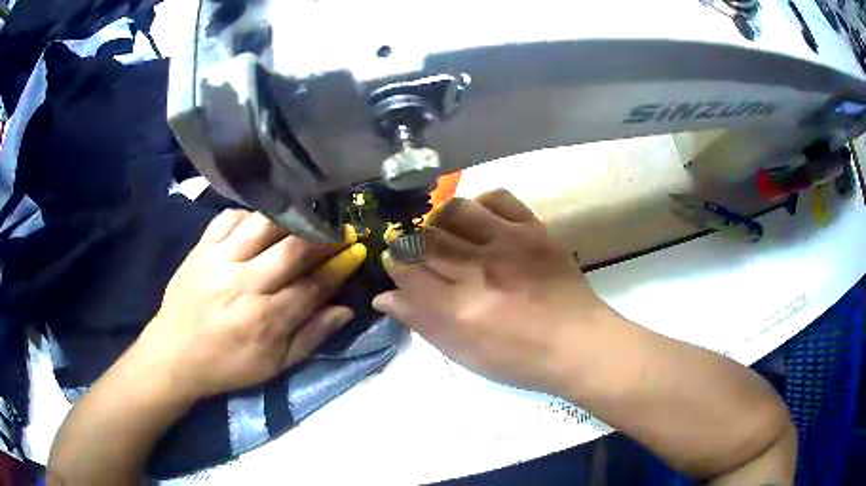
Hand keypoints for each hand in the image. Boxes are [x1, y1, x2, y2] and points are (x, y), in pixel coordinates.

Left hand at [135, 210, 366, 401]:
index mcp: (264, 319)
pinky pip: (229, 217)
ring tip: (302, 220)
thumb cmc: (227, 365)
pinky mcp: (201, 249)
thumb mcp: (274, 366)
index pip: (313, 284)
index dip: (339, 266)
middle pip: (292, 248)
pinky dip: (249, 215)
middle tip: (337, 230)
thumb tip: (346, 310)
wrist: (174, 354)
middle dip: (322, 236)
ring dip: (289, 219)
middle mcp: (243, 284)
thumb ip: (311, 337)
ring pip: (262, 224)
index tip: (355, 251)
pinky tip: (259, 224)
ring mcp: (219, 261)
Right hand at [372, 189, 614, 393]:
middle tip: (415, 249)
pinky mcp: (534, 230)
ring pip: (456, 211)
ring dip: (439, 218)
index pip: (407, 271)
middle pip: (426, 240)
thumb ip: (422, 322)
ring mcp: (509, 243)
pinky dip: (481, 203)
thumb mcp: (464, 353)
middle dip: (411, 242)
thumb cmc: (519, 359)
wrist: (578, 344)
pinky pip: (499, 198)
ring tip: (442, 231)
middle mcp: (479, 269)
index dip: (394, 264)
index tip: (395, 264)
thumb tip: (384, 297)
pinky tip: (479, 219)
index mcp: (458, 308)